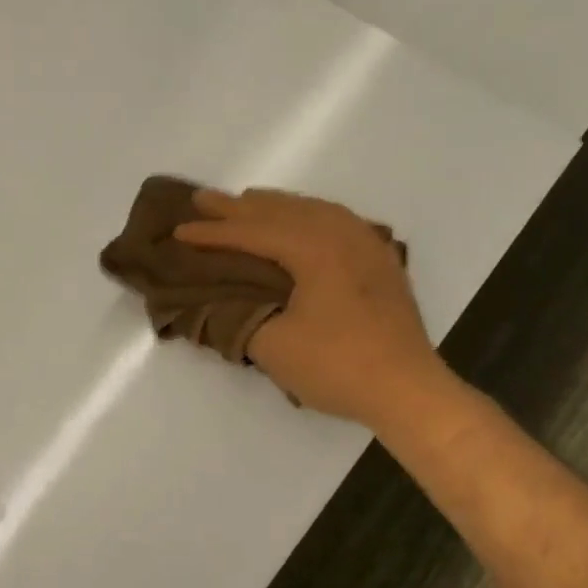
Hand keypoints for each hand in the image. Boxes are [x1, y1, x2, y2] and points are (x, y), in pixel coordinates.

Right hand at [174, 188, 443, 427]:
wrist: (407, 389)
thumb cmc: (338, 366)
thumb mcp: (275, 346)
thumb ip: (242, 316)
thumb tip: (224, 301)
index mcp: (314, 247)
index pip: (253, 232)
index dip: (213, 233)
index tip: (179, 231)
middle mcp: (342, 233)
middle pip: (281, 211)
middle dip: (239, 207)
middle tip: (203, 198)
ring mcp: (366, 244)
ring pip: (312, 210)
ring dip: (275, 206)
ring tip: (247, 202)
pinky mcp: (379, 262)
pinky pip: (335, 221)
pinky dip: (307, 215)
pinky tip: (303, 221)